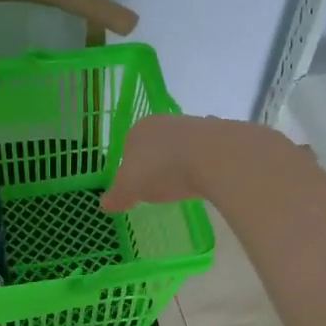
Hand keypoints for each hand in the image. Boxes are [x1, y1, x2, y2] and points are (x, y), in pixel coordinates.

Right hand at [102, 115, 257, 211]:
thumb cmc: (163, 169)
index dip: (130, 167)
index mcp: (140, 129)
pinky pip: (206, 153)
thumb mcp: (131, 188)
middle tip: (160, 187)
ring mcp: (195, 125)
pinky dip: (204, 164)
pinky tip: (207, 179)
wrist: (215, 157)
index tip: (137, 187)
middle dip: (157, 163)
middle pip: (156, 145)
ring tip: (185, 186)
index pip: (128, 147)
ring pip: (182, 146)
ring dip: (182, 162)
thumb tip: (105, 203)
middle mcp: (166, 122)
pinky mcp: (220, 135)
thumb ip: (117, 195)